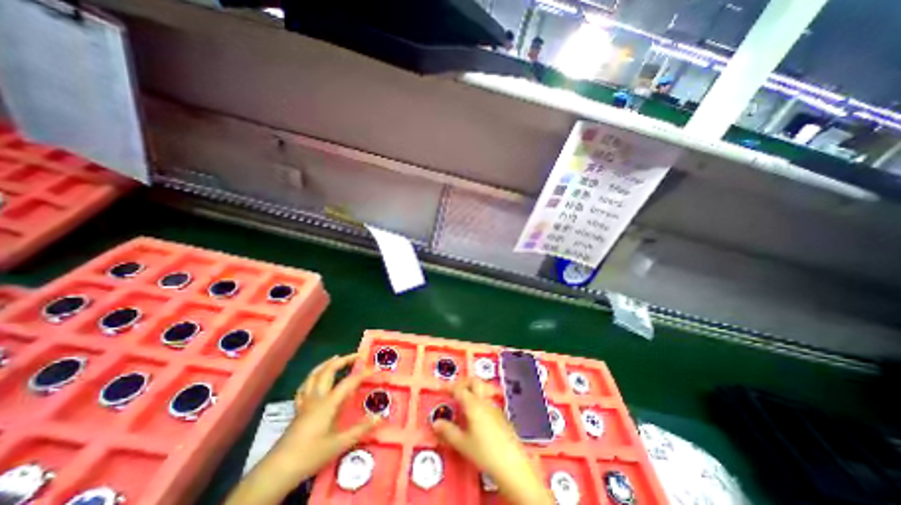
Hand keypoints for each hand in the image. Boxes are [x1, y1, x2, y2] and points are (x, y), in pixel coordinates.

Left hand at [226, 354, 380, 503]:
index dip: (364, 373)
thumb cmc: (311, 455)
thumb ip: (361, 429)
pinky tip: (315, 379)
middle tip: (356, 356)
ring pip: (314, 375)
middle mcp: (317, 397)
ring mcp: (305, 402)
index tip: (376, 368)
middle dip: (343, 360)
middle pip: (329, 370)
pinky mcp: (297, 410)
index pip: (350, 381)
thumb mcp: (340, 444)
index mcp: (328, 402)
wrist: (277, 470)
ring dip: (327, 363)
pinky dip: (312, 378)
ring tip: (336, 358)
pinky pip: (304, 387)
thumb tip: (380, 417)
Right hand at [431, 379, 551, 504]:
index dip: (449, 387)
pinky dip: (479, 402)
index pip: (459, 389)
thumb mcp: (462, 444)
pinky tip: (477, 417)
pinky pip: (488, 401)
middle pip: (474, 381)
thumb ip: (448, 431)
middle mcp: (484, 401)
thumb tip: (436, 423)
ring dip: (472, 391)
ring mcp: (495, 407)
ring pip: (482, 391)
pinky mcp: (501, 415)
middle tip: (455, 390)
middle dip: (463, 382)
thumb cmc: (485, 453)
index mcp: (473, 404)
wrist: (512, 464)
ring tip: (464, 403)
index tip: (442, 389)